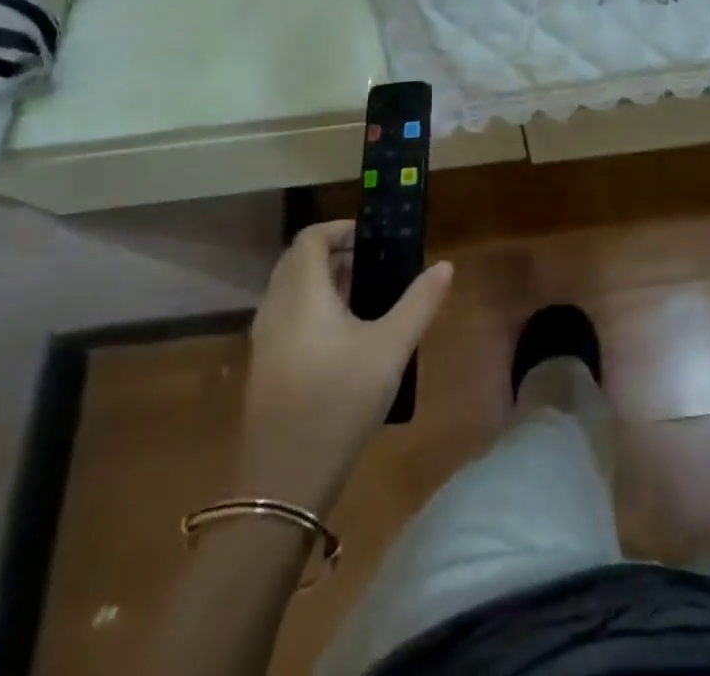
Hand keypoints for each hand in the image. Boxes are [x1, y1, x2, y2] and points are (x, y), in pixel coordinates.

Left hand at [241, 221, 451, 506]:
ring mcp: (264, 340)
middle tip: (371, 261)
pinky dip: (310, 306)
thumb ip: (419, 302)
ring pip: (289, 290)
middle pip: (297, 261)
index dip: (339, 229)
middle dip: (332, 253)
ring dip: (321, 280)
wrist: (284, 480)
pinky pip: (285, 315)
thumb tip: (445, 266)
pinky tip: (341, 335)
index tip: (371, 236)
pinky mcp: (264, 367)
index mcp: (302, 293)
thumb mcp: (391, 348)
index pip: (310, 238)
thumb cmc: (340, 399)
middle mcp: (276, 307)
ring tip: (363, 294)